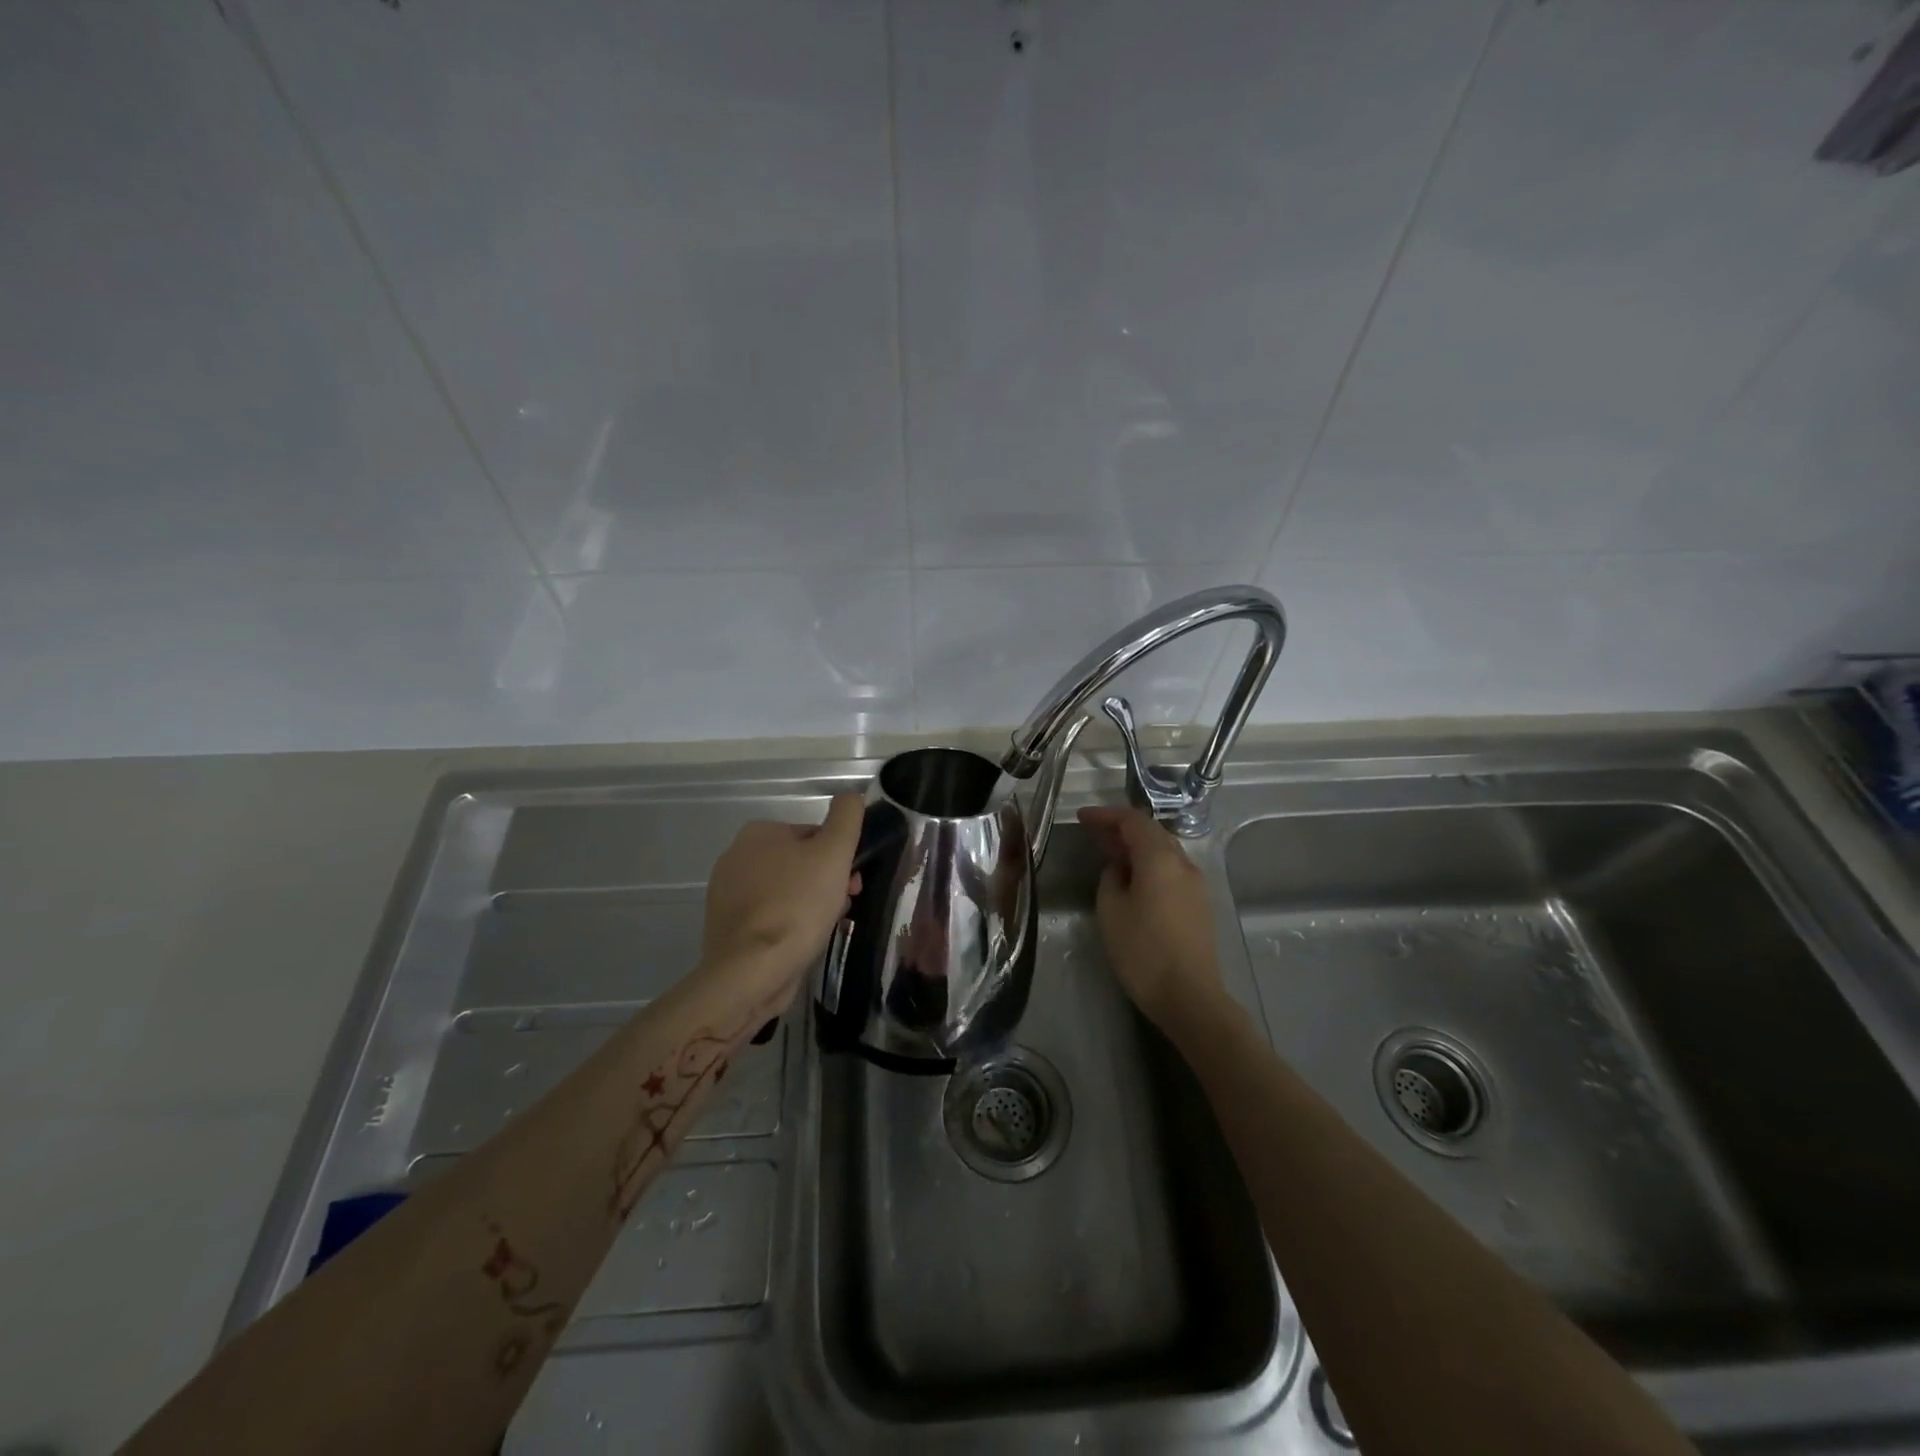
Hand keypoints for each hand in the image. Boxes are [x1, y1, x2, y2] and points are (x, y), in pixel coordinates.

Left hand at [699, 793, 863, 1009]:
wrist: (751, 971)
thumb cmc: (797, 905)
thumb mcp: (834, 852)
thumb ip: (846, 817)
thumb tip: (851, 795)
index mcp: (758, 832)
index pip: (813, 835)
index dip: (840, 857)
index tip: (852, 881)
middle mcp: (735, 857)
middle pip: (799, 863)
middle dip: (826, 882)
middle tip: (844, 905)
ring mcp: (727, 894)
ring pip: (786, 891)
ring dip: (811, 904)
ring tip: (824, 927)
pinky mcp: (728, 928)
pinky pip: (770, 917)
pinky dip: (789, 925)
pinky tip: (802, 942)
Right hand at [1078, 805, 1224, 1026]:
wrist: (1189, 996)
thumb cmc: (1142, 951)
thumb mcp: (1111, 910)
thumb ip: (1112, 878)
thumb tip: (1120, 869)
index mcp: (1160, 859)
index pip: (1133, 821)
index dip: (1106, 815)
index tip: (1082, 818)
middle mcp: (1183, 863)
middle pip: (1151, 832)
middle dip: (1121, 829)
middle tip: (1092, 833)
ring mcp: (1196, 884)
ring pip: (1163, 851)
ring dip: (1136, 847)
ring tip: (1109, 854)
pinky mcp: (1199, 904)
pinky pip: (1171, 870)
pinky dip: (1149, 864)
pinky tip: (1132, 879)